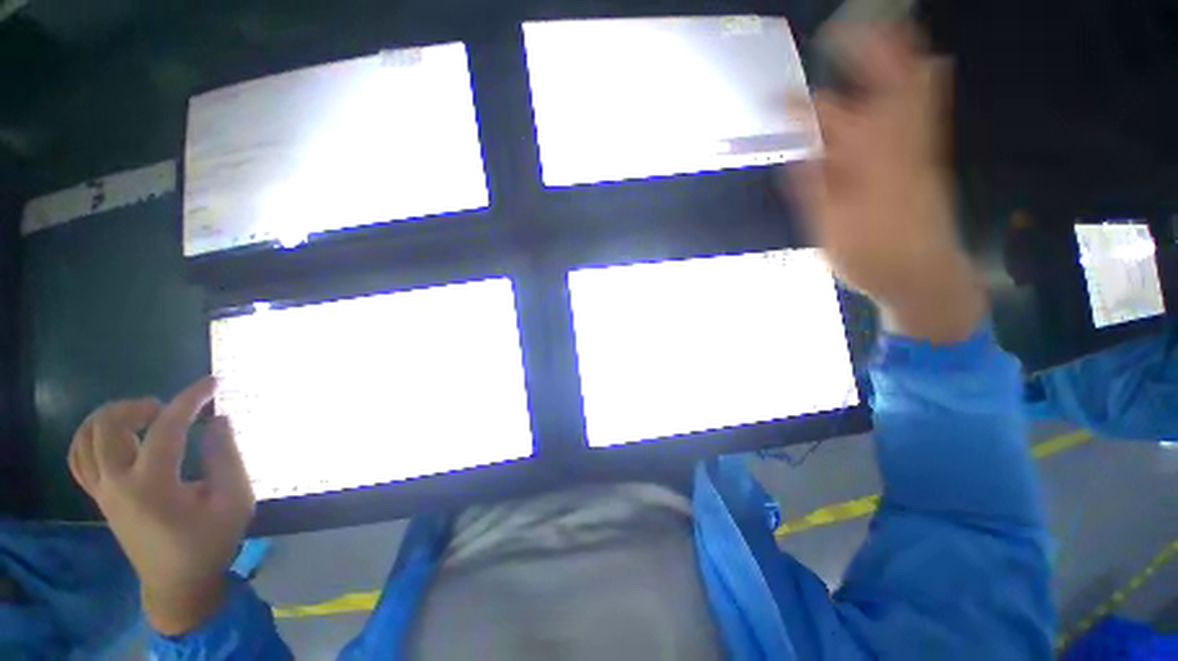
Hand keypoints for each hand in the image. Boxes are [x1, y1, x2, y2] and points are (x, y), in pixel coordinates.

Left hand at [68, 377, 253, 635]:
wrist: (177, 584)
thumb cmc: (210, 542)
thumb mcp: (234, 500)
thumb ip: (226, 457)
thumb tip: (217, 420)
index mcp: (152, 484)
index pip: (167, 426)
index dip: (191, 399)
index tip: (213, 383)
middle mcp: (118, 482)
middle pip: (108, 425)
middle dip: (139, 405)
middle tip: (169, 409)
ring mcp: (103, 491)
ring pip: (87, 437)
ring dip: (112, 416)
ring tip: (143, 417)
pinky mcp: (100, 498)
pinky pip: (79, 457)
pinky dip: (92, 437)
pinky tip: (116, 436)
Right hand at [783, 23, 985, 342]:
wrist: (924, 277)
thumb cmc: (871, 260)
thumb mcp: (831, 234)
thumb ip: (815, 192)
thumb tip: (796, 155)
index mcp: (864, 172)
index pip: (830, 127)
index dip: (801, 108)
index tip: (776, 97)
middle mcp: (896, 150)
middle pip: (883, 91)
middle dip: (865, 55)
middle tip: (844, 27)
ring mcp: (919, 151)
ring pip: (914, 93)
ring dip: (900, 56)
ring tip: (888, 26)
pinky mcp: (930, 158)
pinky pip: (930, 109)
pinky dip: (927, 78)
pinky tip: (927, 62)